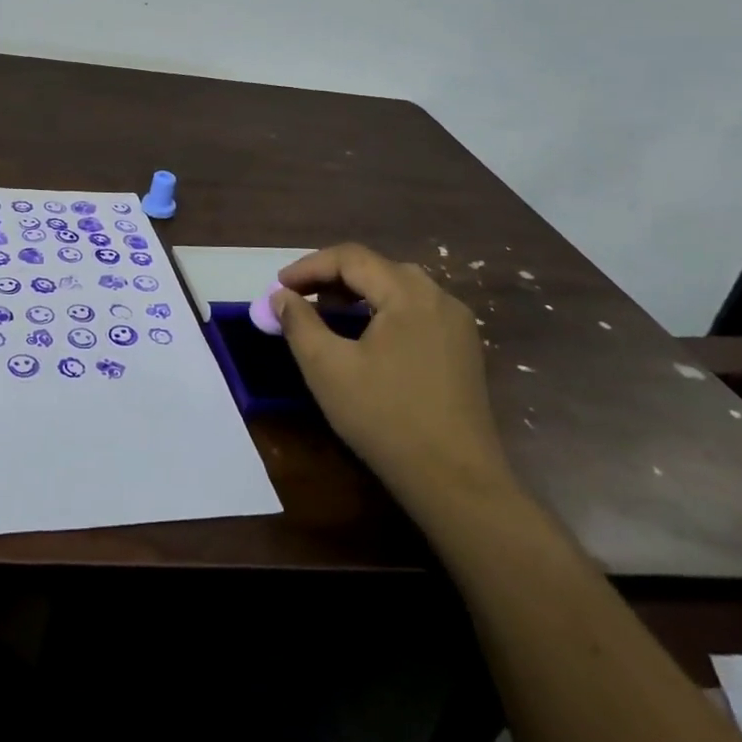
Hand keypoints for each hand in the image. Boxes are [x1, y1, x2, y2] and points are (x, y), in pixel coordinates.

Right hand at [275, 244, 514, 502]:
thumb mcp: (328, 369)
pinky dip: (382, 313)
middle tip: (299, 300)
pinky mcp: (463, 350)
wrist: (457, 483)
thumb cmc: (386, 419)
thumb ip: (299, 323)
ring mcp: (457, 324)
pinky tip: (365, 340)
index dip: (309, 267)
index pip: (351, 258)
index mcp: (409, 294)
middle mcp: (438, 297)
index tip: (278, 287)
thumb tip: (281, 297)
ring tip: (327, 317)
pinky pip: (415, 312)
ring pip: (397, 289)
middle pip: (376, 268)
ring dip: (357, 295)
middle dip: (332, 279)